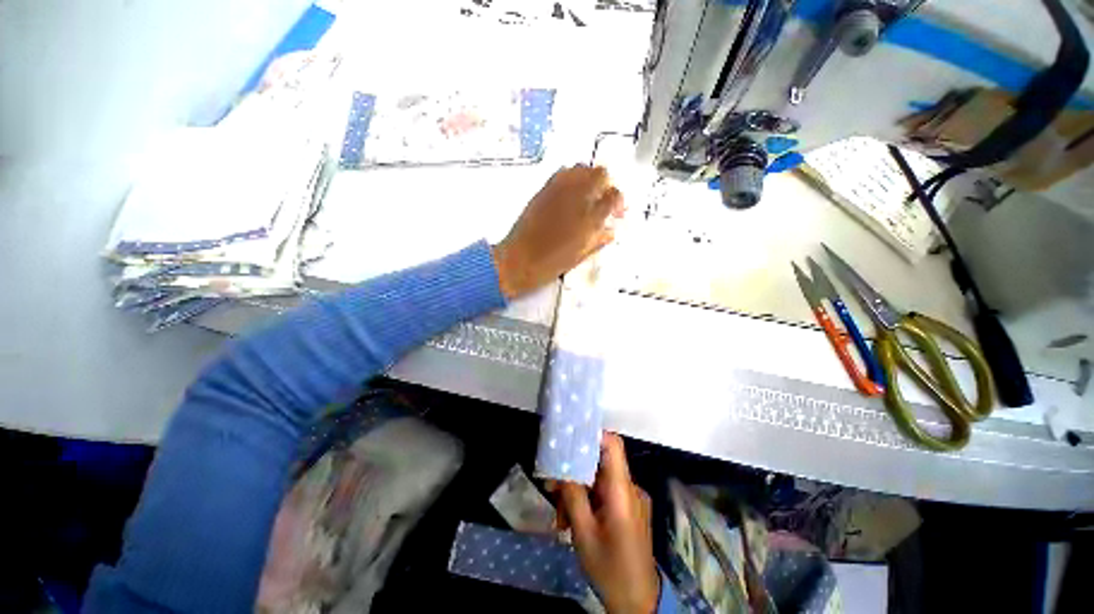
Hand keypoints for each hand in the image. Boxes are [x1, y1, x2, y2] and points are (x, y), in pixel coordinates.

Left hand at [493, 166, 623, 298]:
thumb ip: (598, 240)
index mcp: (589, 219)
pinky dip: (571, 178)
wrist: (518, 260)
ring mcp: (558, 190)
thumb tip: (610, 230)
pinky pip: (562, 173)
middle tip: (602, 201)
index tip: (616, 213)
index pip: (614, 196)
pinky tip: (569, 194)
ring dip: (589, 178)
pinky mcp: (543, 190)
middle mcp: (576, 198)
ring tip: (587, 195)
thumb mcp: (580, 256)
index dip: (619, 202)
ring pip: (582, 168)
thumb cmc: (551, 264)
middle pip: (601, 174)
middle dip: (606, 185)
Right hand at [559, 433, 659, 613]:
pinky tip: (572, 520)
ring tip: (561, 515)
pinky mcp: (628, 509)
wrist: (638, 602)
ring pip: (599, 480)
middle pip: (600, 463)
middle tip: (552, 486)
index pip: (612, 445)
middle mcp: (629, 488)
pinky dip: (588, 500)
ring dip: (578, 490)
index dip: (592, 435)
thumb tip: (562, 466)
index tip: (568, 438)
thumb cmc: (610, 568)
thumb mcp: (584, 533)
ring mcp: (630, 499)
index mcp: (622, 490)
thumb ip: (573, 495)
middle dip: (574, 470)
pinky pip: (604, 493)